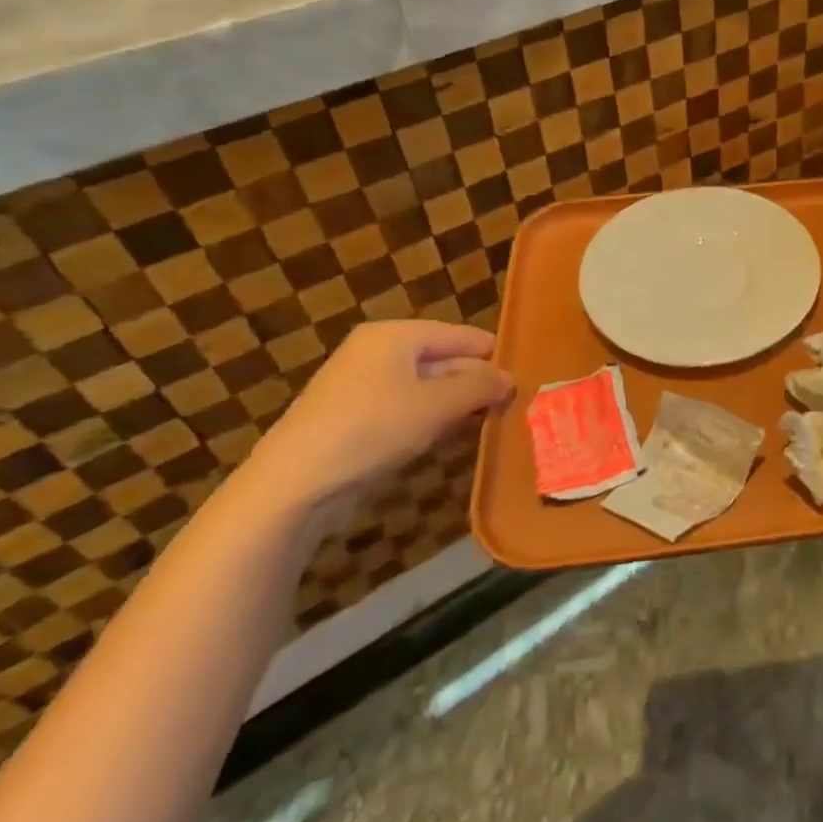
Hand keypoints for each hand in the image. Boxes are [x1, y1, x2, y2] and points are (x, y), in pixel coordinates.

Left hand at [236, 320, 513, 525]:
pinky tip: (454, 439)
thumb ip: (480, 386)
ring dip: (457, 405)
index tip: (527, 376)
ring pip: (426, 389)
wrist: (294, 486)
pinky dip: (432, 422)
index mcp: (395, 335)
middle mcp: (378, 353)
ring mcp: (362, 388)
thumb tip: (509, 378)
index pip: (461, 335)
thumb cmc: (373, 429)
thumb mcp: (437, 404)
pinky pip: (407, 412)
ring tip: (493, 422)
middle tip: (515, 404)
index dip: (494, 355)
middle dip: (476, 382)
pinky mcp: (354, 422)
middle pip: (443, 360)